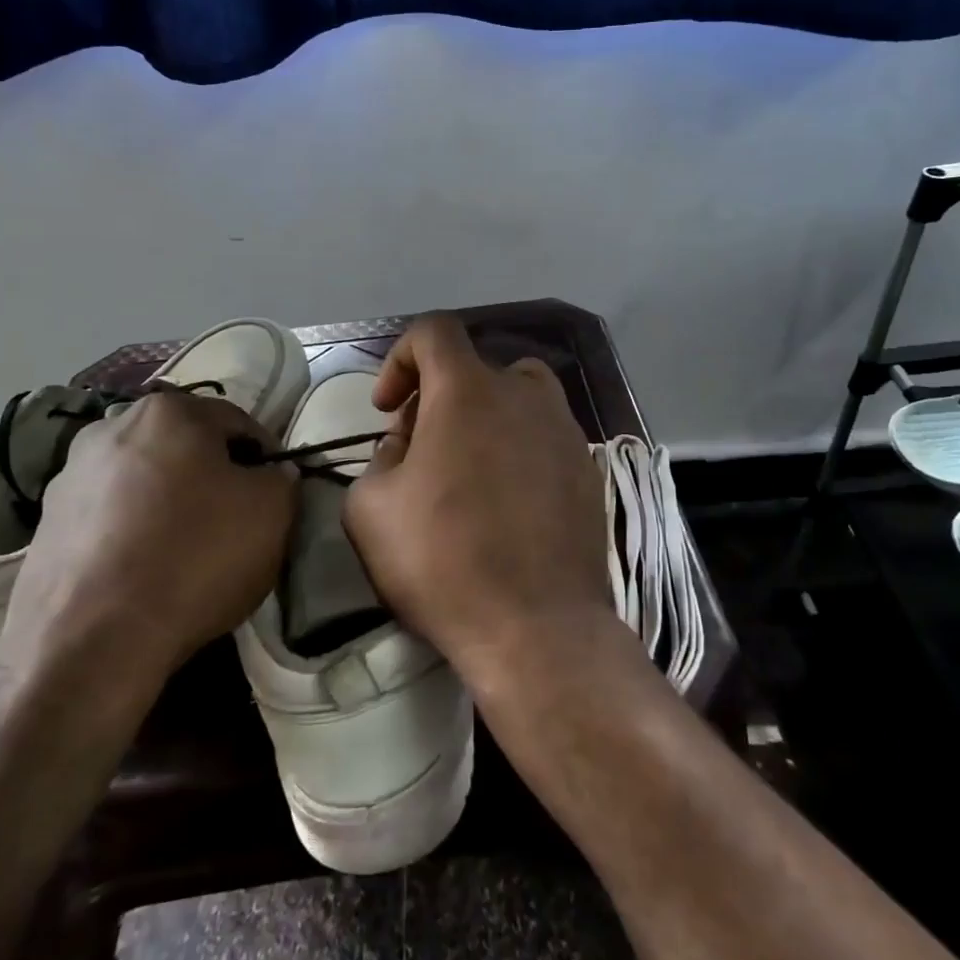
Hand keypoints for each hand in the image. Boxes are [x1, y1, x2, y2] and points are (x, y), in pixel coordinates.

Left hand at [0, 388, 296, 722]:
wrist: (90, 641)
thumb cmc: (194, 557)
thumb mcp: (272, 512)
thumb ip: (281, 478)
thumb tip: (271, 474)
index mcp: (170, 410)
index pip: (239, 424)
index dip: (264, 460)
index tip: (272, 499)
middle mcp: (112, 426)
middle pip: (185, 447)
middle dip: (210, 477)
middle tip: (231, 523)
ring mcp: (70, 474)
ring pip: (143, 479)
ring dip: (166, 502)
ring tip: (183, 552)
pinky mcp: (44, 522)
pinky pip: (108, 515)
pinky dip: (130, 532)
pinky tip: (143, 571)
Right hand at [342, 315, 615, 691]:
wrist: (537, 627)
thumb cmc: (443, 561)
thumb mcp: (371, 508)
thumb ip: (380, 457)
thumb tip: (407, 446)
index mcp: (468, 390)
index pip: (434, 332)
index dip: (400, 358)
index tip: (388, 408)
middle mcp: (524, 394)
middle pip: (476, 367)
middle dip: (438, 397)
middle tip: (421, 451)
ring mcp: (564, 430)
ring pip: (519, 396)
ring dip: (485, 417)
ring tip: (468, 470)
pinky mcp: (589, 468)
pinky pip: (544, 436)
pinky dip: (519, 448)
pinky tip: (507, 501)